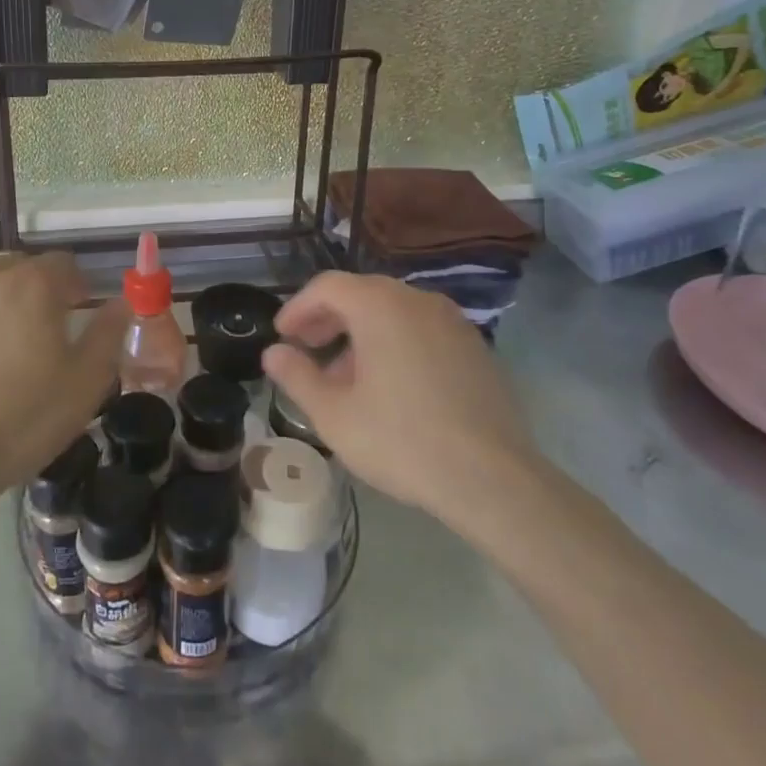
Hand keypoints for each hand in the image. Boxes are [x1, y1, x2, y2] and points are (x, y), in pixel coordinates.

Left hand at [0, 253, 126, 535]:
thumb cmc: (19, 421)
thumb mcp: (85, 384)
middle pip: (20, 267)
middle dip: (36, 290)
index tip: (78, 316)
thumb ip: (109, 333)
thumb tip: (123, 302)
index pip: (64, 263)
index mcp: (31, 283)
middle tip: (42, 334)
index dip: (77, 287)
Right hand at [260, 272, 539, 533]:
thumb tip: (273, 352)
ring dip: (361, 332)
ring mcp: (452, 321)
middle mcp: (417, 300)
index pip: (327, 286)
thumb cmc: (401, 440)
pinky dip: (396, 342)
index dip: (298, 307)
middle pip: (362, 293)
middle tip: (307, 349)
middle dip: (328, 319)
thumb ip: (297, 376)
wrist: (492, 478)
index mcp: (380, 306)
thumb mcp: (334, 414)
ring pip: (394, 312)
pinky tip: (391, 386)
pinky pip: (422, 330)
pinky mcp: (475, 347)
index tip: (282, 335)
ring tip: (346, 377)